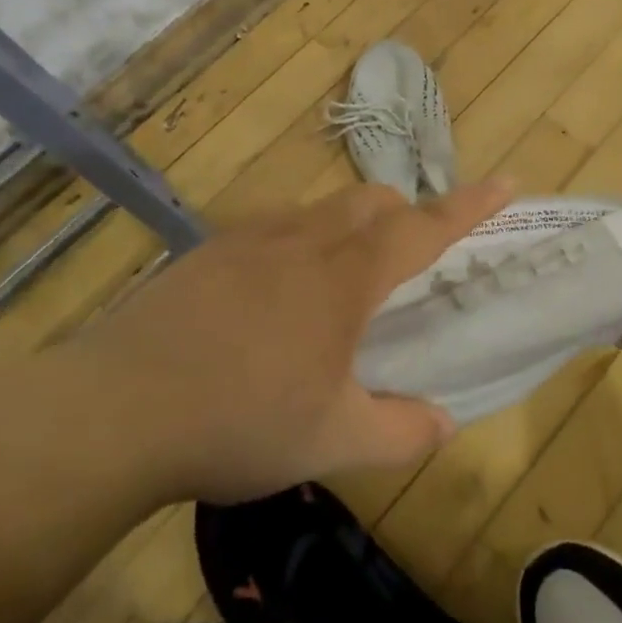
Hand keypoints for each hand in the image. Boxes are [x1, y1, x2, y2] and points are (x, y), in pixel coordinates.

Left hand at [59, 178, 511, 503]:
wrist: (114, 411)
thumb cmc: (239, 421)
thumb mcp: (331, 440)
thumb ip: (399, 431)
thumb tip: (443, 422)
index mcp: (346, 278)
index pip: (424, 228)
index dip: (470, 206)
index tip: (507, 182)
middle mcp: (305, 241)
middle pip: (372, 201)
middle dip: (405, 215)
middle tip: (409, 259)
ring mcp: (250, 239)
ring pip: (322, 209)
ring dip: (350, 227)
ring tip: (340, 283)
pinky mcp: (208, 251)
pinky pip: (273, 226)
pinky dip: (298, 242)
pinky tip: (272, 293)